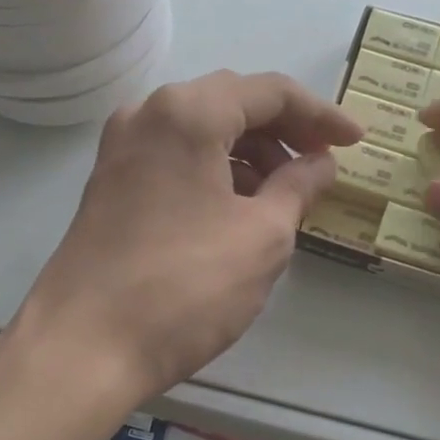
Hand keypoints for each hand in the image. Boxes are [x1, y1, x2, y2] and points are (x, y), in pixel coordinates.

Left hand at [19, 70, 362, 413]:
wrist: (83, 348)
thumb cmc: (185, 287)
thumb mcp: (262, 236)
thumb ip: (298, 187)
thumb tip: (321, 163)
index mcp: (188, 112)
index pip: (269, 92)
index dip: (320, 114)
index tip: (355, 141)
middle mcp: (147, 114)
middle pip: (231, 102)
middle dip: (284, 130)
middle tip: (323, 162)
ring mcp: (121, 148)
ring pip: (201, 130)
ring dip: (250, 151)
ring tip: (286, 192)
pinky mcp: (110, 182)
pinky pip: (175, 156)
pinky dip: (215, 169)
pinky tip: (240, 206)